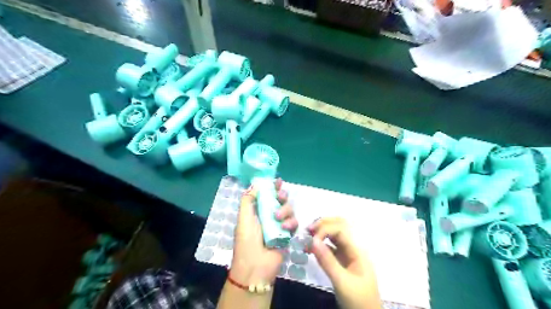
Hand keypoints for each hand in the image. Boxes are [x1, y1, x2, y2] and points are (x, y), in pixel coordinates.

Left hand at [230, 177, 296, 287]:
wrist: (255, 266)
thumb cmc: (246, 241)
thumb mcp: (243, 218)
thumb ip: (248, 200)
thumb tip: (255, 184)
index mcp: (257, 211)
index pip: (266, 195)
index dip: (272, 187)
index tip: (278, 181)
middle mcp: (269, 215)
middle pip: (280, 200)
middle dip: (282, 195)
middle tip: (280, 196)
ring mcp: (279, 225)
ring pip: (289, 209)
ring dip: (285, 210)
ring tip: (278, 218)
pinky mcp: (288, 234)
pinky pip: (294, 222)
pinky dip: (291, 223)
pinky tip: (285, 228)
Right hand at [308, 217, 381, 308]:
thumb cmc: (358, 300)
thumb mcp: (342, 282)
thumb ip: (327, 261)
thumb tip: (312, 240)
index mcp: (356, 250)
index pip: (340, 229)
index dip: (324, 229)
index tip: (311, 240)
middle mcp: (352, 248)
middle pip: (339, 226)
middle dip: (323, 225)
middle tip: (307, 230)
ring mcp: (347, 254)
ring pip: (334, 235)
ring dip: (321, 232)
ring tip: (306, 236)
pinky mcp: (342, 262)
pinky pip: (330, 247)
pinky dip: (320, 244)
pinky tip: (311, 248)